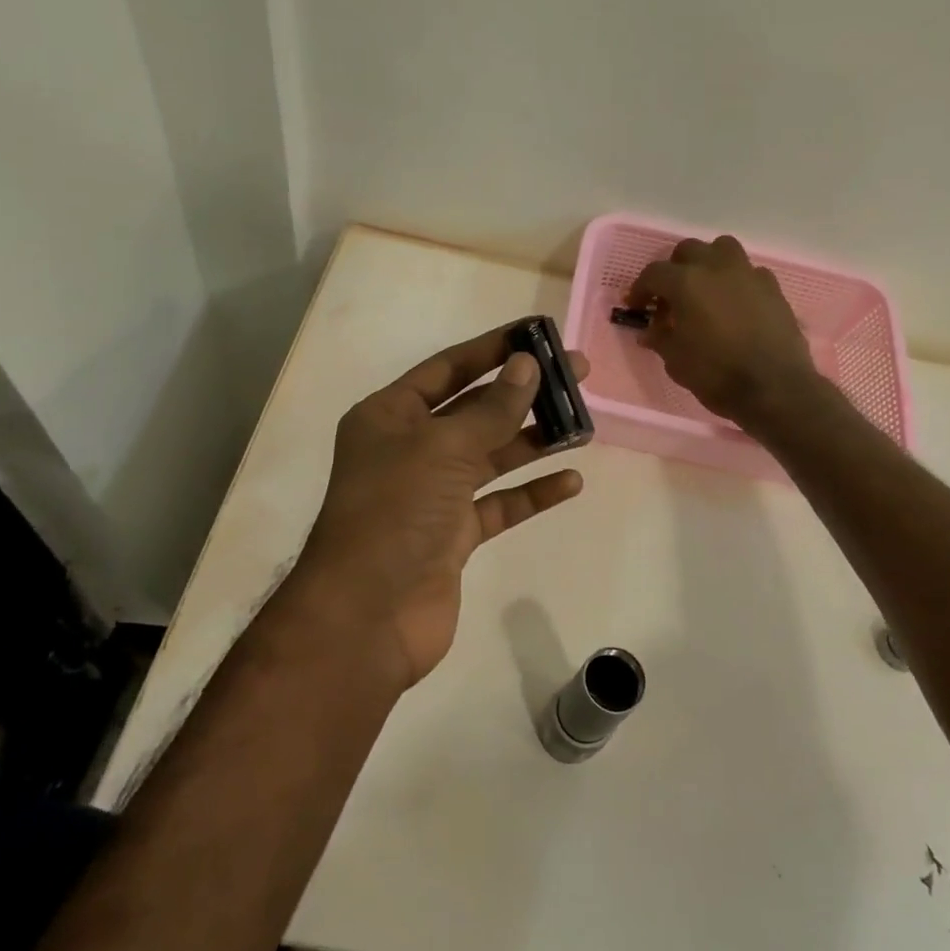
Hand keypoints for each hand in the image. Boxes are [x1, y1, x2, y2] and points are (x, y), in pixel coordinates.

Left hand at [293, 325, 588, 689]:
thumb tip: (527, 365)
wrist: (367, 616)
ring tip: (583, 425)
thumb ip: (491, 409)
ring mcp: (431, 494)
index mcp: (390, 416)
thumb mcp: (443, 448)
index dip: (493, 348)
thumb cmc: (395, 512)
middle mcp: (409, 449)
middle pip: (475, 409)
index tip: (538, 334)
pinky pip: (498, 504)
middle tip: (578, 375)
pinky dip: (531, 493)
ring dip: (533, 441)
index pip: (448, 368)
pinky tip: (570, 483)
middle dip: (524, 392)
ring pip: (490, 456)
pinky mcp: (452, 536)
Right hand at [627, 236, 817, 427]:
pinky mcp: (773, 287)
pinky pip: (748, 272)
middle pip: (688, 250)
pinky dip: (736, 281)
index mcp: (686, 282)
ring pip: (722, 249)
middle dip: (674, 269)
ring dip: (708, 263)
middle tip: (670, 296)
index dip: (640, 289)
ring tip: (705, 289)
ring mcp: (748, 274)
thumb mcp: (676, 361)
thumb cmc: (716, 374)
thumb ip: (660, 338)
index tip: (637, 306)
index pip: (654, 273)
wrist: (774, 388)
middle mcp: (716, 267)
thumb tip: (650, 330)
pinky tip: (735, 304)